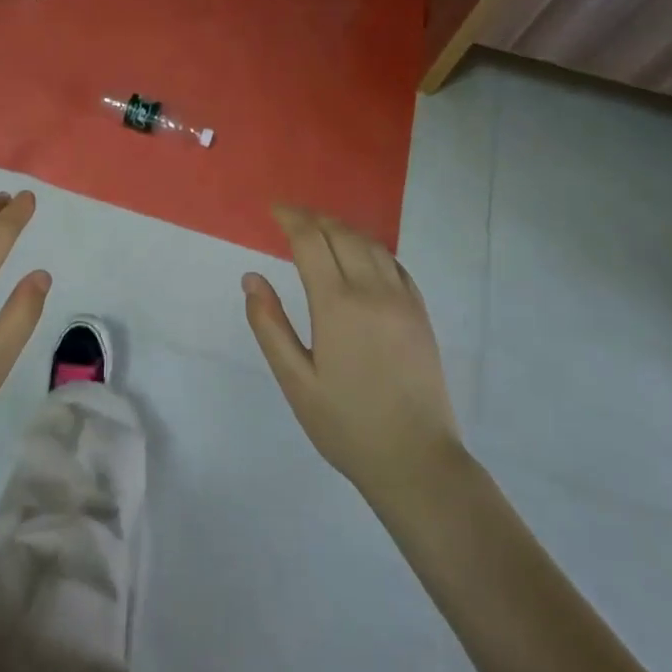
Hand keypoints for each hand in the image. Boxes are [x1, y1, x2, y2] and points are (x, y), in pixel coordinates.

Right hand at [243, 206, 462, 503]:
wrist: (417, 462)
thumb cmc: (346, 425)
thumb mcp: (295, 381)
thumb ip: (270, 325)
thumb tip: (251, 278)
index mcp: (337, 305)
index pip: (311, 241)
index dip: (291, 218)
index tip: (273, 210)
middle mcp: (372, 291)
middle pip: (341, 234)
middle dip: (313, 218)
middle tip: (291, 217)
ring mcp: (402, 300)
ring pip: (370, 244)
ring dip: (342, 229)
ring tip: (320, 230)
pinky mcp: (420, 314)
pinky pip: (394, 264)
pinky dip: (370, 248)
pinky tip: (359, 257)